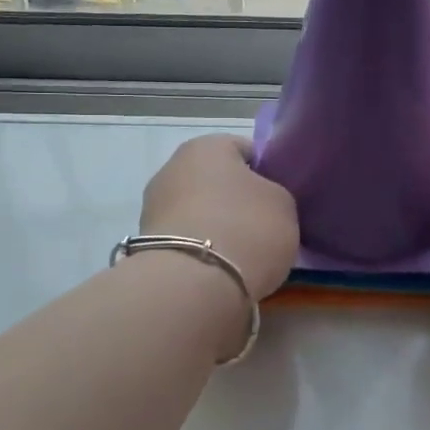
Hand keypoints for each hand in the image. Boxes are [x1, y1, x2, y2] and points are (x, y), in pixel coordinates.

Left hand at [139, 134, 298, 300]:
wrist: (194, 284)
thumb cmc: (246, 228)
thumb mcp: (283, 204)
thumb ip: (273, 193)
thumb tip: (259, 201)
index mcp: (207, 146)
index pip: (245, 149)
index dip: (266, 172)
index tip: (278, 198)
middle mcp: (173, 167)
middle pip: (216, 180)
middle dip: (236, 200)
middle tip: (261, 227)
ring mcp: (154, 206)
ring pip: (198, 210)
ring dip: (216, 225)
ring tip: (240, 254)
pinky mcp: (146, 242)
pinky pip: (185, 238)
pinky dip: (200, 248)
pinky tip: (219, 268)